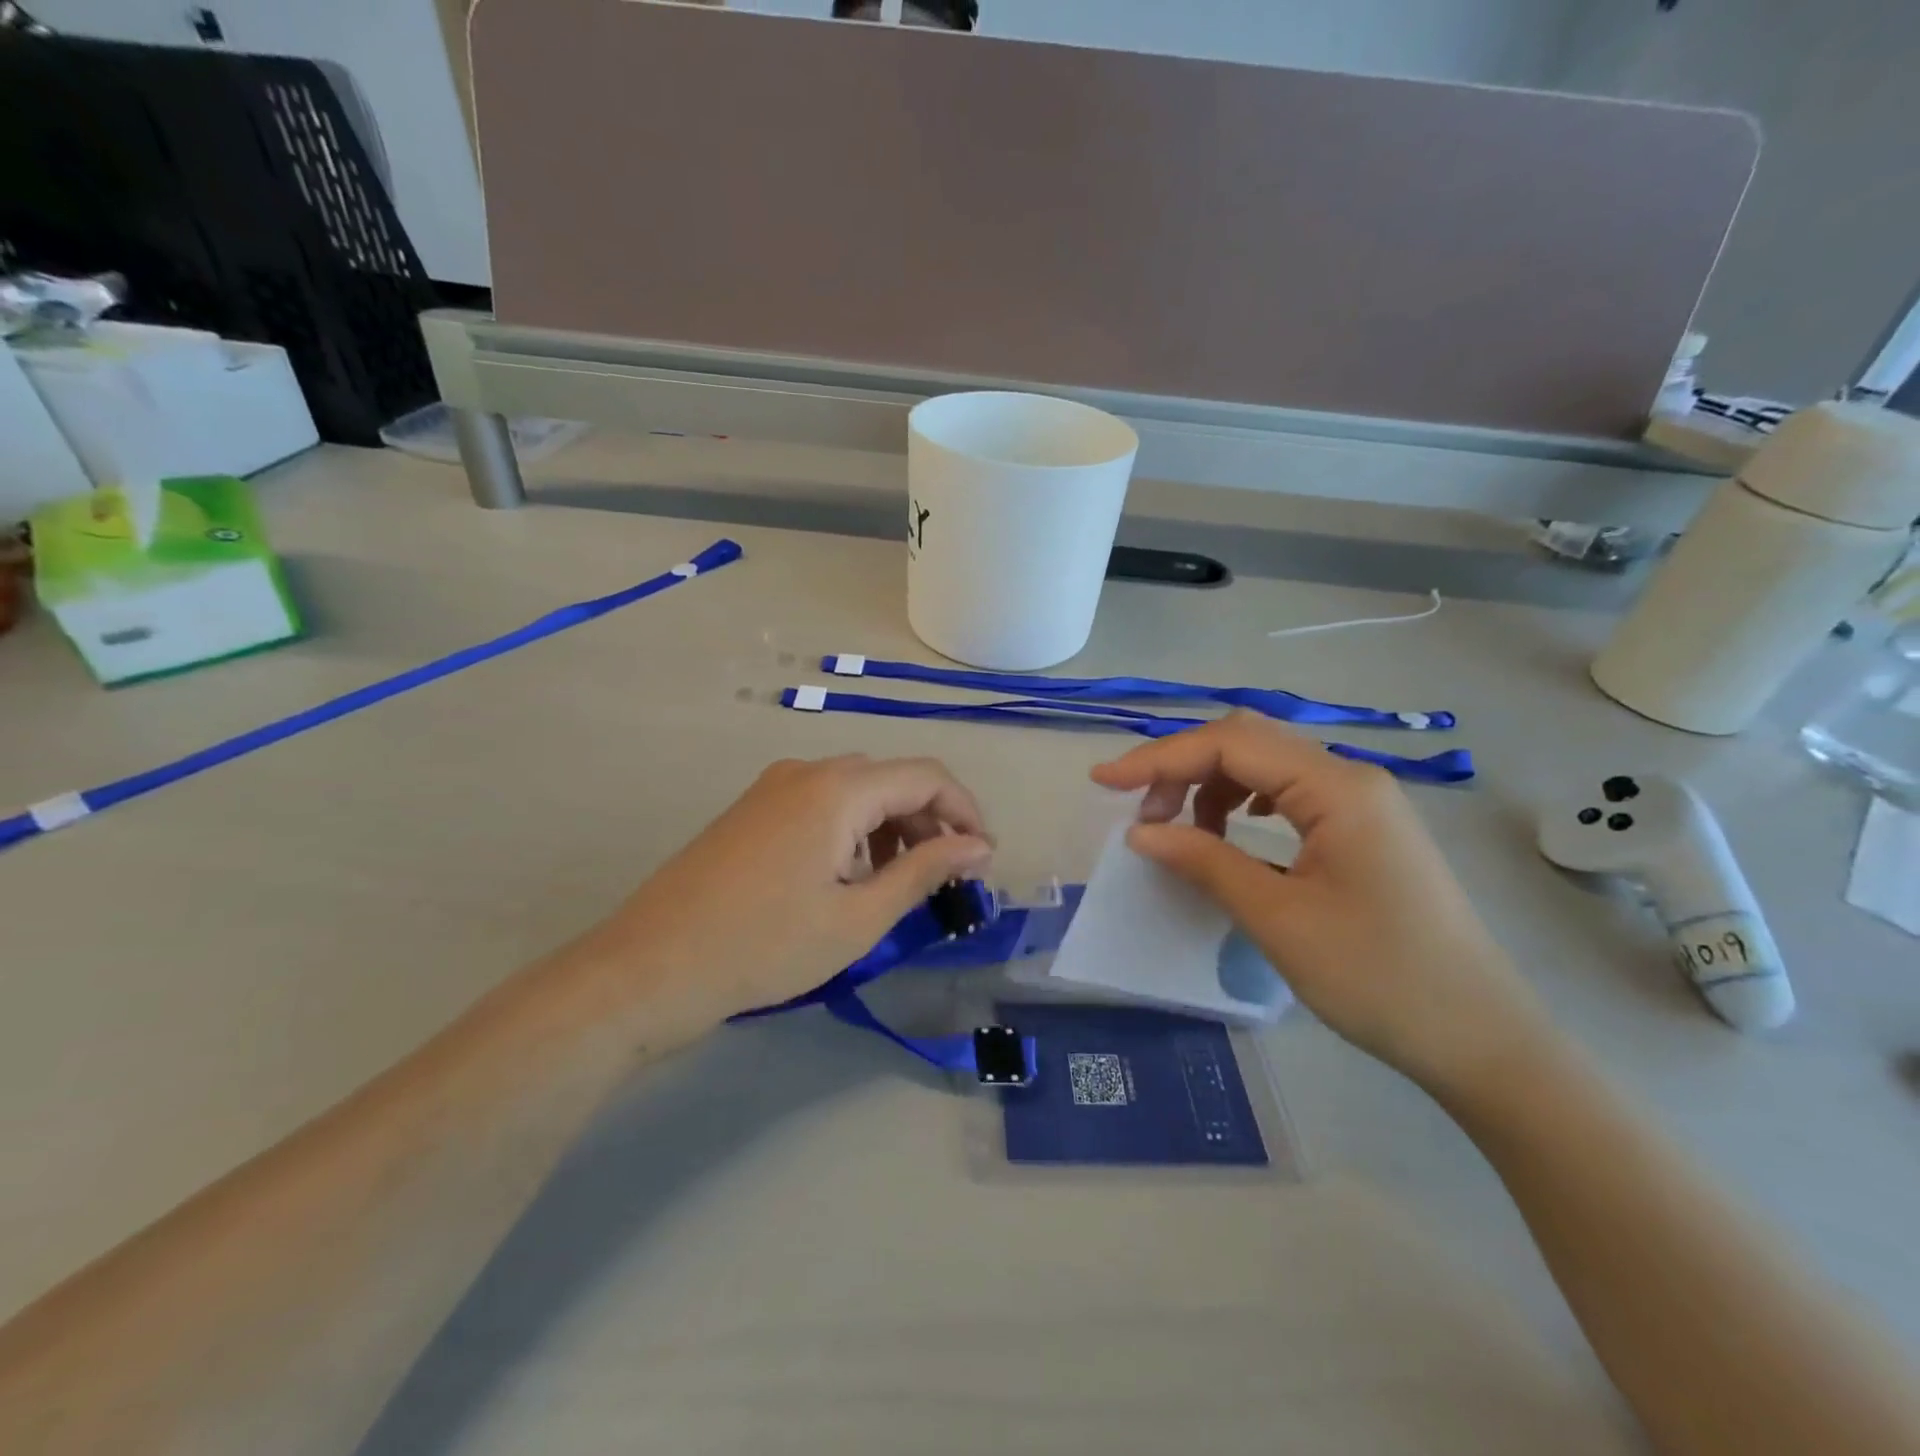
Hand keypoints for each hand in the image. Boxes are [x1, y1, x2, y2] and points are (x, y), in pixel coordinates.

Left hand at [568, 755, 992, 1036]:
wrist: (651, 967)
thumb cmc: (766, 946)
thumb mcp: (859, 916)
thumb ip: (925, 871)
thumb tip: (979, 847)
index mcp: (838, 788)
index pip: (927, 776)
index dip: (966, 813)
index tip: (984, 862)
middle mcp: (807, 771)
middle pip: (892, 779)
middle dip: (931, 823)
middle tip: (948, 879)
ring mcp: (774, 787)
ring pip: (857, 792)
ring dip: (892, 828)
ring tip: (899, 885)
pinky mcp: (753, 809)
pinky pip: (822, 804)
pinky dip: (854, 832)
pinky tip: (849, 878)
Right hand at [1091, 713, 1554, 1098]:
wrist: (1481, 1039)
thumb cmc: (1379, 978)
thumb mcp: (1278, 919)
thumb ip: (1205, 861)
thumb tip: (1140, 831)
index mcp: (1336, 788)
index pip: (1229, 744)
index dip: (1159, 758)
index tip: (1104, 783)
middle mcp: (1351, 778)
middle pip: (1247, 742)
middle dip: (1182, 766)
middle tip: (1139, 813)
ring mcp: (1362, 802)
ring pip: (1266, 764)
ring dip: (1211, 784)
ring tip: (1180, 830)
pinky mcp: (1363, 829)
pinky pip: (1288, 793)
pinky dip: (1242, 801)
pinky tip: (1230, 830)